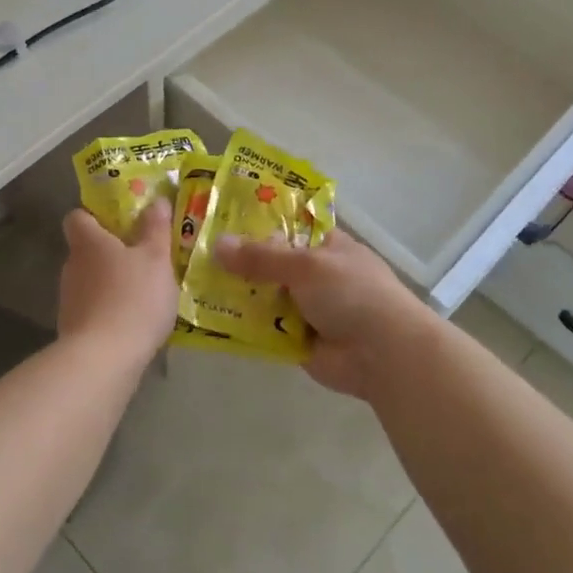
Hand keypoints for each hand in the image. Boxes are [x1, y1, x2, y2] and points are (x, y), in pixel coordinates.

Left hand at [58, 202, 178, 365]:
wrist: (104, 358)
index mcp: (88, 242)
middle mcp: (72, 265)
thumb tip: (156, 199)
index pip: (78, 216)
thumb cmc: (133, 298)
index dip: (96, 215)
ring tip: (143, 291)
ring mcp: (69, 298)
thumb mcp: (157, 258)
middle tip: (144, 255)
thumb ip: (156, 228)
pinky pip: (93, 308)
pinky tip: (133, 320)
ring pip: (91, 280)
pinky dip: (109, 309)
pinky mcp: (73, 327)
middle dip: (111, 251)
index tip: (122, 222)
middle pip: (87, 249)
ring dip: (111, 282)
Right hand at [212, 229, 438, 399]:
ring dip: (235, 293)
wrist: (383, 353)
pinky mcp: (295, 340)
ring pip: (262, 296)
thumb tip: (217, 244)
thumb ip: (262, 257)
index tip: (218, 218)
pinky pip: (262, 329)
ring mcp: (305, 308)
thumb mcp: (306, 265)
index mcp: (326, 245)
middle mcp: (315, 274)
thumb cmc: (352, 293)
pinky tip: (207, 318)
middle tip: (194, 253)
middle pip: (269, 263)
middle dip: (237, 261)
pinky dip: (241, 325)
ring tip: (190, 283)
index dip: (256, 222)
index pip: (287, 226)